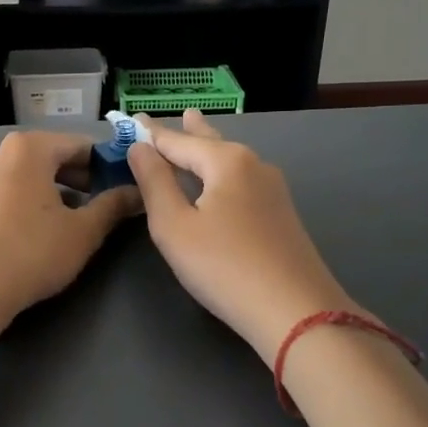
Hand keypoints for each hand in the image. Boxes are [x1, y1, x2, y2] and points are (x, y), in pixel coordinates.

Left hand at [0, 131, 141, 327]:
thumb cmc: (32, 251)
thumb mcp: (83, 231)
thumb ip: (113, 206)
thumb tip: (139, 193)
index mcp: (31, 147)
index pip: (84, 145)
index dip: (110, 165)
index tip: (131, 186)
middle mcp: (5, 153)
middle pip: (58, 157)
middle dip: (87, 178)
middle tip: (112, 204)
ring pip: (38, 176)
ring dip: (64, 192)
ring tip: (85, 218)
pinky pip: (19, 191)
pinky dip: (40, 202)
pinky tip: (52, 229)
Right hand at [127, 111, 359, 363]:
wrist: (296, 313)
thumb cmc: (224, 266)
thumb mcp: (174, 226)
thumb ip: (154, 182)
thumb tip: (140, 147)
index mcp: (226, 161)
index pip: (177, 140)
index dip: (151, 132)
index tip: (131, 118)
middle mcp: (254, 165)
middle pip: (212, 143)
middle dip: (190, 131)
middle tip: (180, 113)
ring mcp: (273, 191)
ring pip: (230, 162)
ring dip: (209, 150)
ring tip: (198, 132)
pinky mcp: (281, 216)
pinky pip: (242, 182)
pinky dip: (222, 173)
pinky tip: (221, 181)